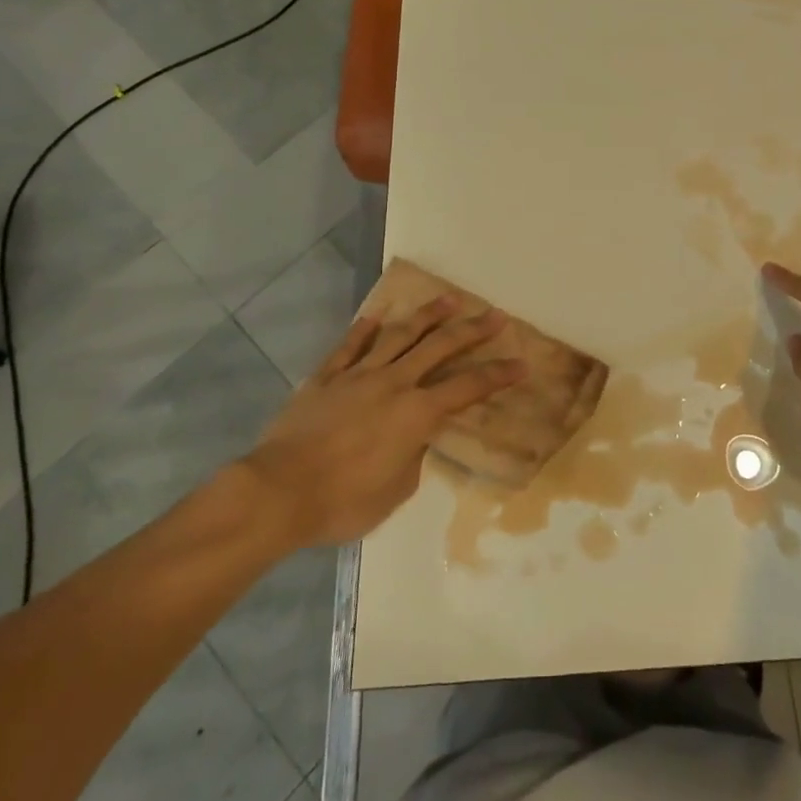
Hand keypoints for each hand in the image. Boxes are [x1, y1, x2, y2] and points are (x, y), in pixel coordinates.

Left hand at [238, 297, 521, 546]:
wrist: (279, 492)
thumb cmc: (343, 501)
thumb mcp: (395, 491)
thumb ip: (413, 457)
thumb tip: (416, 438)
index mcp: (417, 413)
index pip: (468, 387)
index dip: (498, 375)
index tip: (521, 363)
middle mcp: (394, 383)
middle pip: (440, 347)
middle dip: (472, 330)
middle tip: (494, 315)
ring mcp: (358, 376)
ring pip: (399, 336)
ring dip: (427, 316)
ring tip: (449, 299)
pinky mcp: (326, 378)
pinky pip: (349, 347)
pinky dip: (363, 331)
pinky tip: (375, 317)